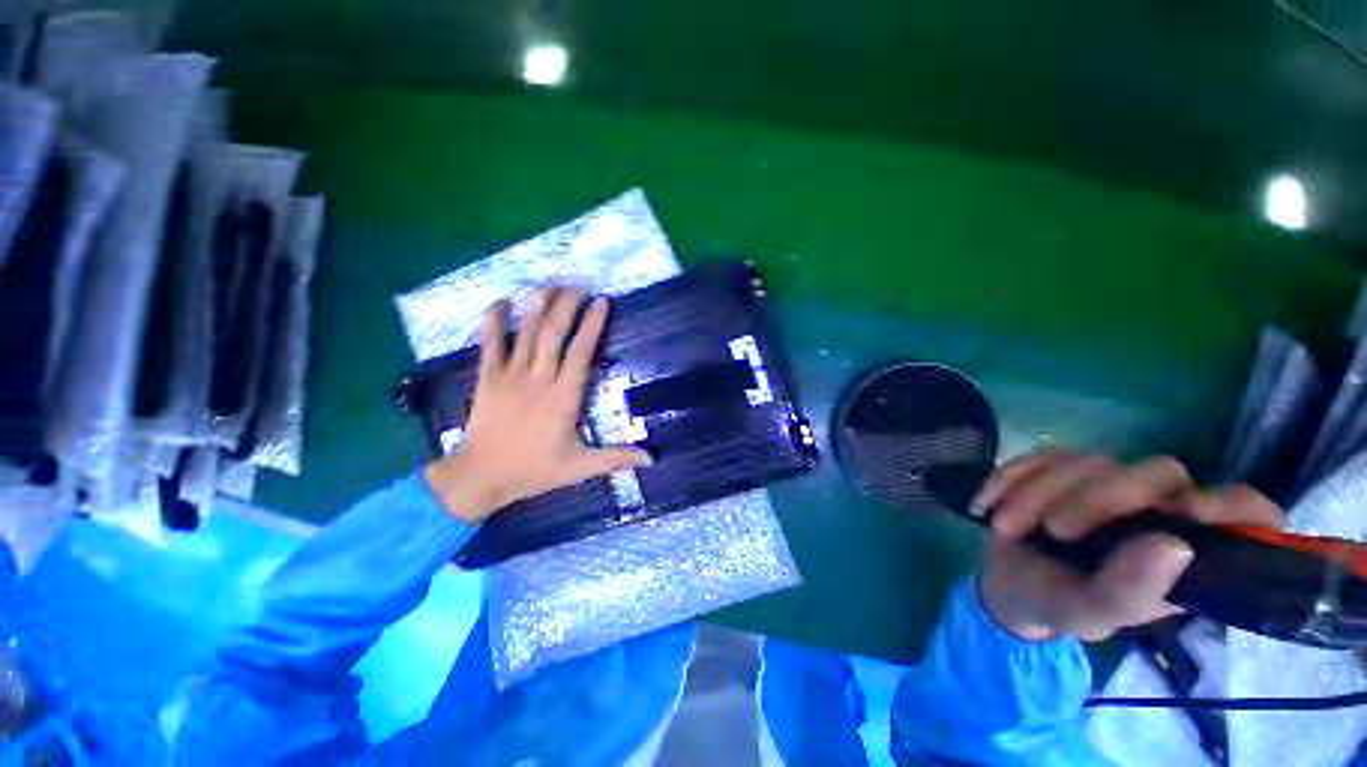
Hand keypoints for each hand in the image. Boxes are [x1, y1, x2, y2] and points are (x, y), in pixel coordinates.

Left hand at [424, 287, 651, 523]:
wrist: (479, 478)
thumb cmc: (533, 471)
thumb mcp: (579, 468)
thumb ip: (616, 459)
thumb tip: (653, 458)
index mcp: (563, 398)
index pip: (581, 353)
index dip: (593, 325)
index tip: (602, 302)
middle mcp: (538, 380)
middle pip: (554, 334)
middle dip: (567, 306)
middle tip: (579, 285)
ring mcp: (510, 377)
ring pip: (526, 334)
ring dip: (537, 307)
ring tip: (549, 284)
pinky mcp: (487, 379)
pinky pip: (490, 345)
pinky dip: (493, 322)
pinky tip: (499, 302)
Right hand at [973, 449, 1283, 641]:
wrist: (1005, 584)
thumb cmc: (1057, 605)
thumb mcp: (1089, 615)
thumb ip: (1129, 593)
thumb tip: (1175, 546)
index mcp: (1187, 551)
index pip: (1248, 512)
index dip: (1235, 507)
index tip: (1190, 517)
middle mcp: (1159, 508)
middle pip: (1159, 471)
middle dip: (1099, 498)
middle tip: (1056, 531)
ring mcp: (1108, 483)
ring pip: (1090, 461)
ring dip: (1038, 493)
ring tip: (1005, 527)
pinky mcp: (1061, 468)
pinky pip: (1041, 455)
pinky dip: (1010, 478)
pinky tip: (987, 504)